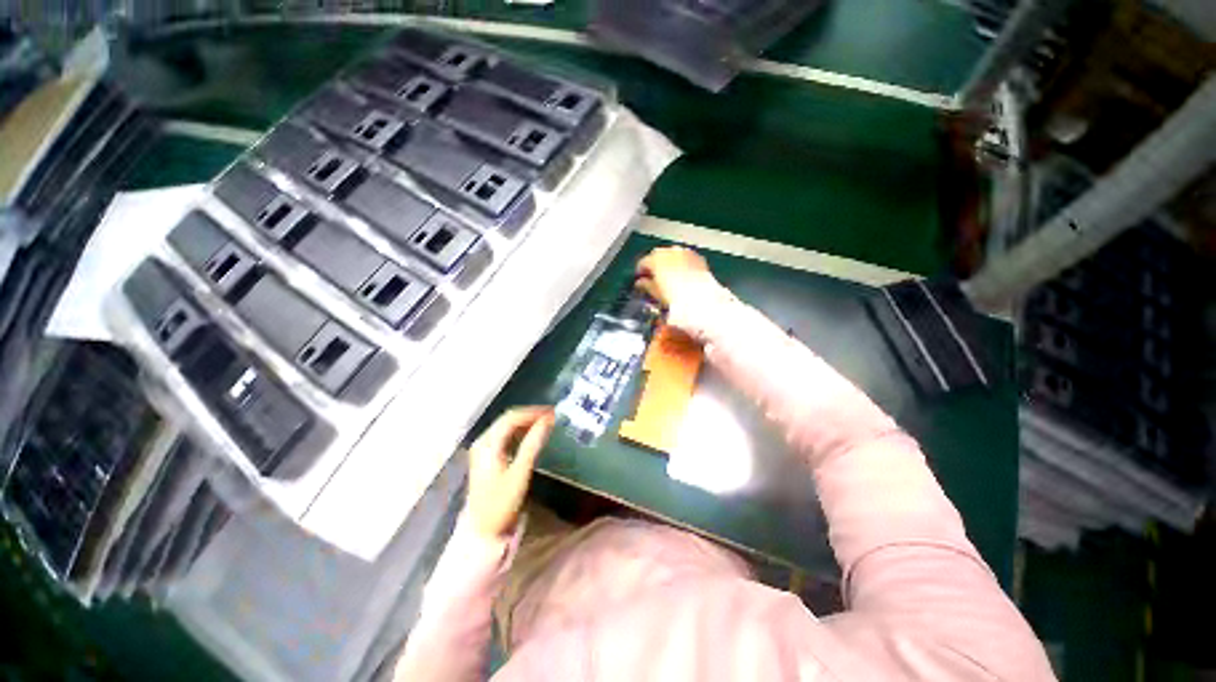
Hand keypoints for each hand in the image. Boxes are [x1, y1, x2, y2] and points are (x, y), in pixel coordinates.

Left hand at [467, 407, 554, 540]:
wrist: (482, 531)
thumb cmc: (501, 503)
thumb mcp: (520, 472)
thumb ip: (533, 444)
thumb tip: (548, 421)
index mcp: (487, 444)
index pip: (512, 418)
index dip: (533, 412)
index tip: (553, 413)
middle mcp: (483, 442)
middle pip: (508, 419)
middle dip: (530, 415)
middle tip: (552, 416)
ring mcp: (483, 449)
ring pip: (506, 426)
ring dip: (526, 422)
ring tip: (546, 423)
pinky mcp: (487, 457)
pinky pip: (505, 436)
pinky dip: (520, 432)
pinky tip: (532, 435)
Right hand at [635, 246, 717, 310]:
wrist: (698, 296)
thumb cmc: (674, 295)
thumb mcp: (655, 292)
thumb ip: (645, 285)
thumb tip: (641, 283)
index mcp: (655, 258)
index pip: (643, 262)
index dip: (640, 271)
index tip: (641, 278)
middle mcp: (669, 251)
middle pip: (657, 255)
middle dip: (655, 265)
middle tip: (654, 277)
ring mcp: (684, 252)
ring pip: (672, 255)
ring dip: (669, 263)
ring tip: (669, 276)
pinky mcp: (697, 257)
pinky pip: (686, 258)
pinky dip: (682, 264)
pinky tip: (683, 275)